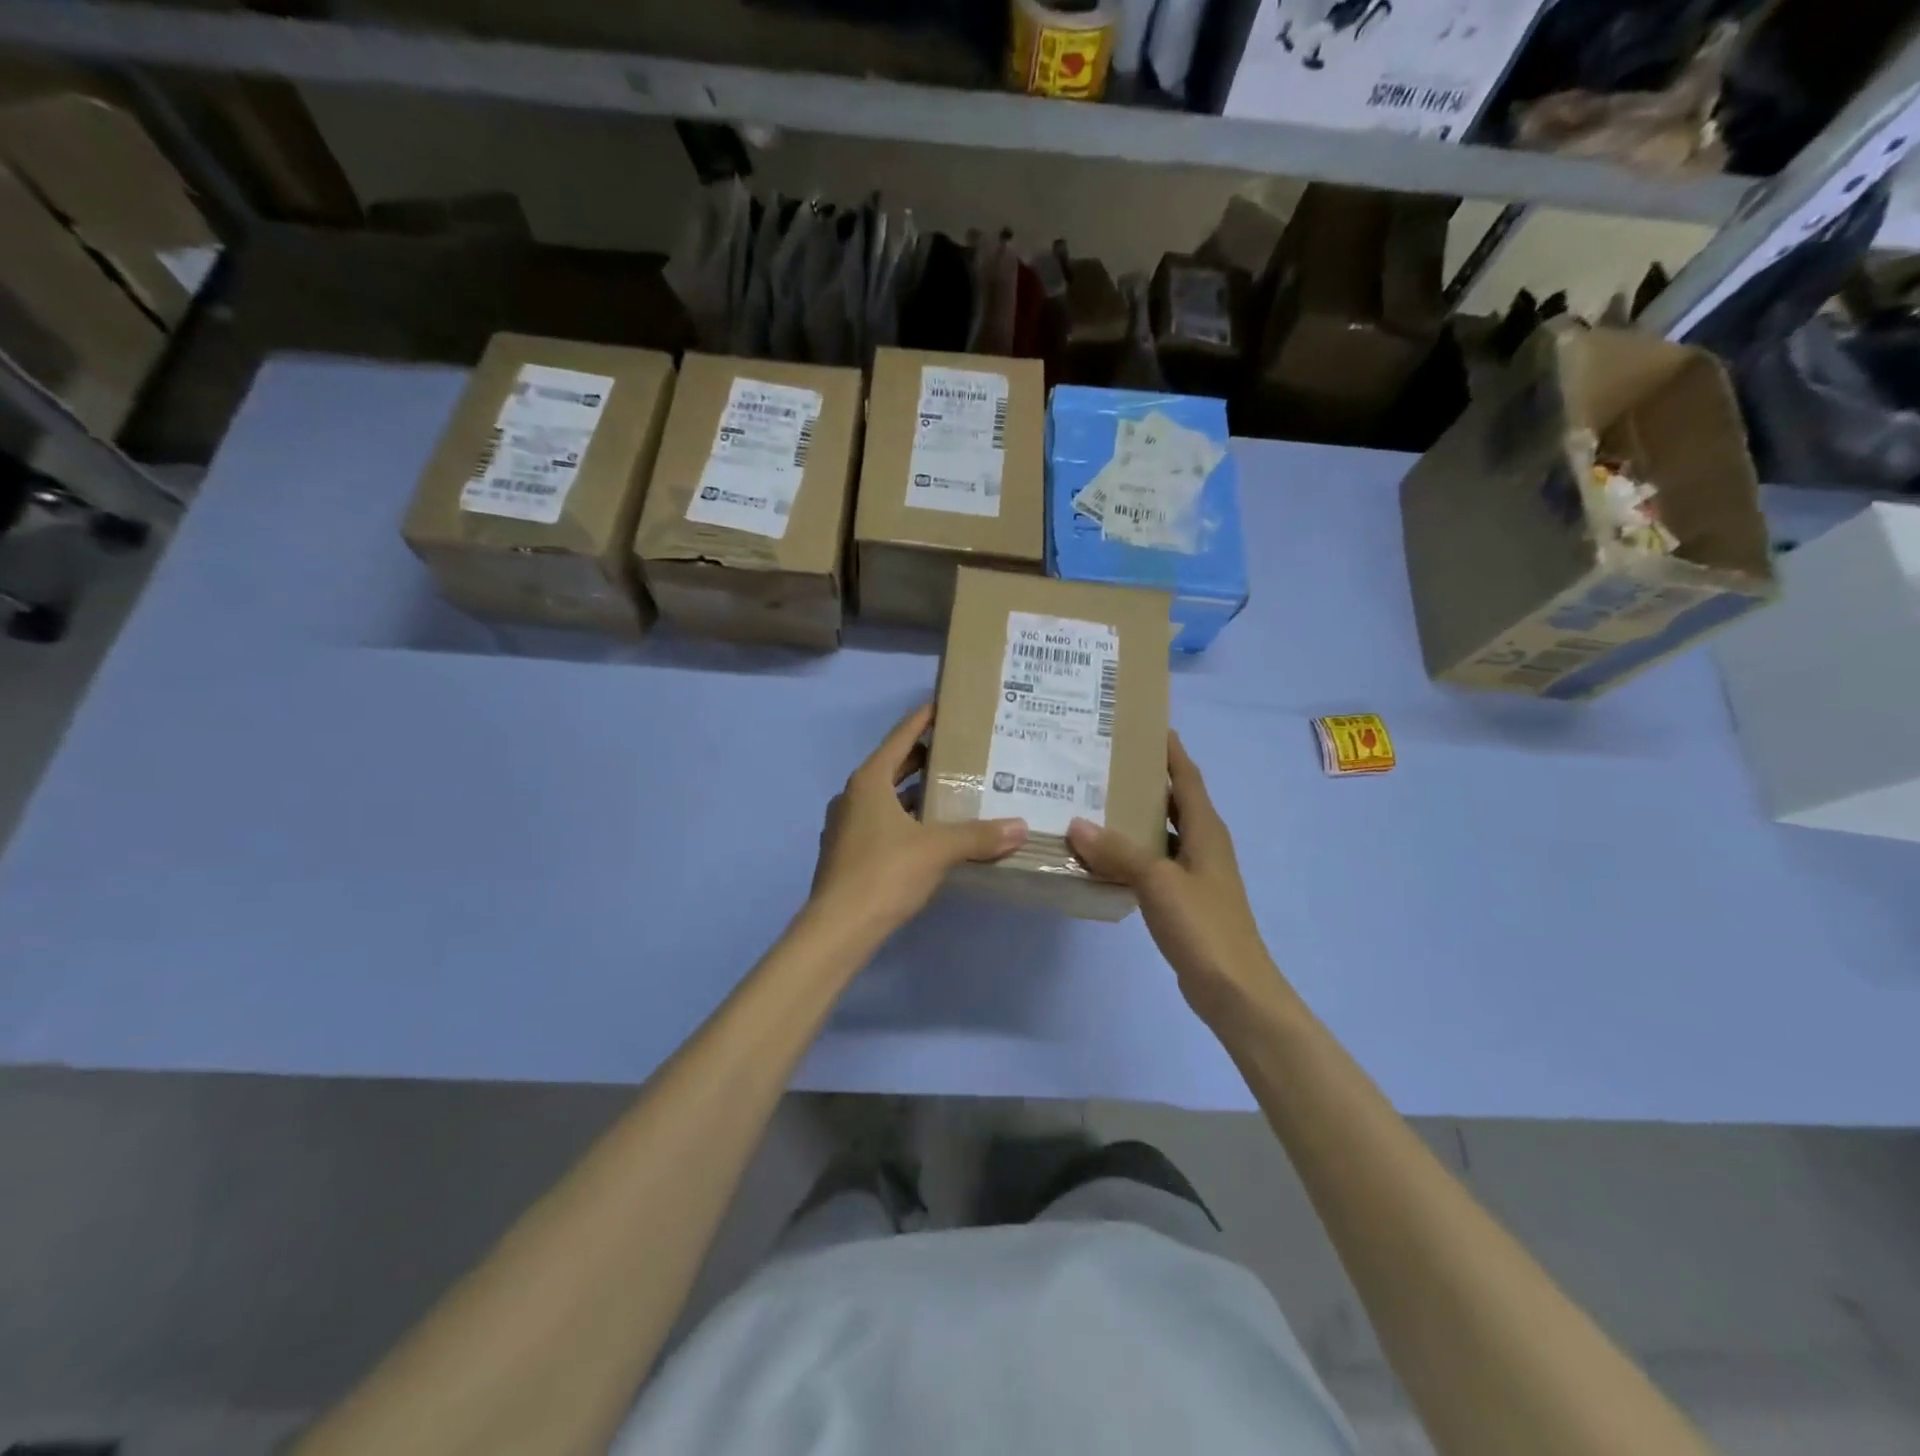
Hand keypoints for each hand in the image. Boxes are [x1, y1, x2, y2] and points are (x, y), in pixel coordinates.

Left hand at [811, 703, 1027, 935]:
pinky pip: (882, 823)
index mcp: (869, 781)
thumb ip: (979, 835)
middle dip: (924, 758)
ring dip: (915, 793)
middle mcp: (853, 796)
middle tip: (961, 752)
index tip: (944, 705)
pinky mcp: (848, 853)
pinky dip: (906, 819)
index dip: (923, 719)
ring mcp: (846, 825)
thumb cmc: (885, 873)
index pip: (900, 737)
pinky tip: (932, 833)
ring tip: (953, 792)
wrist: (839, 928)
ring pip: (887, 798)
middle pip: (893, 766)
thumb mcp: (938, 849)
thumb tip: (1021, 827)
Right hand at [1068, 732, 1283, 1021]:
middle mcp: (1203, 844)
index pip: (1187, 777)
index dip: (1170, 750)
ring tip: (1092, 801)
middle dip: (1144, 779)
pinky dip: (1130, 853)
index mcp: (1206, 830)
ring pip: (1160, 832)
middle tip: (1103, 761)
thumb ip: (1118, 852)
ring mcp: (1194, 873)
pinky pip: (1153, 862)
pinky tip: (1101, 855)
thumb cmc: (1204, 926)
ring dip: (1133, 817)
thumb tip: (1076, 824)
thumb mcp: (1158, 882)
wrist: (1234, 989)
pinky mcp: (1183, 898)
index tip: (1145, 724)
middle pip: (1173, 800)